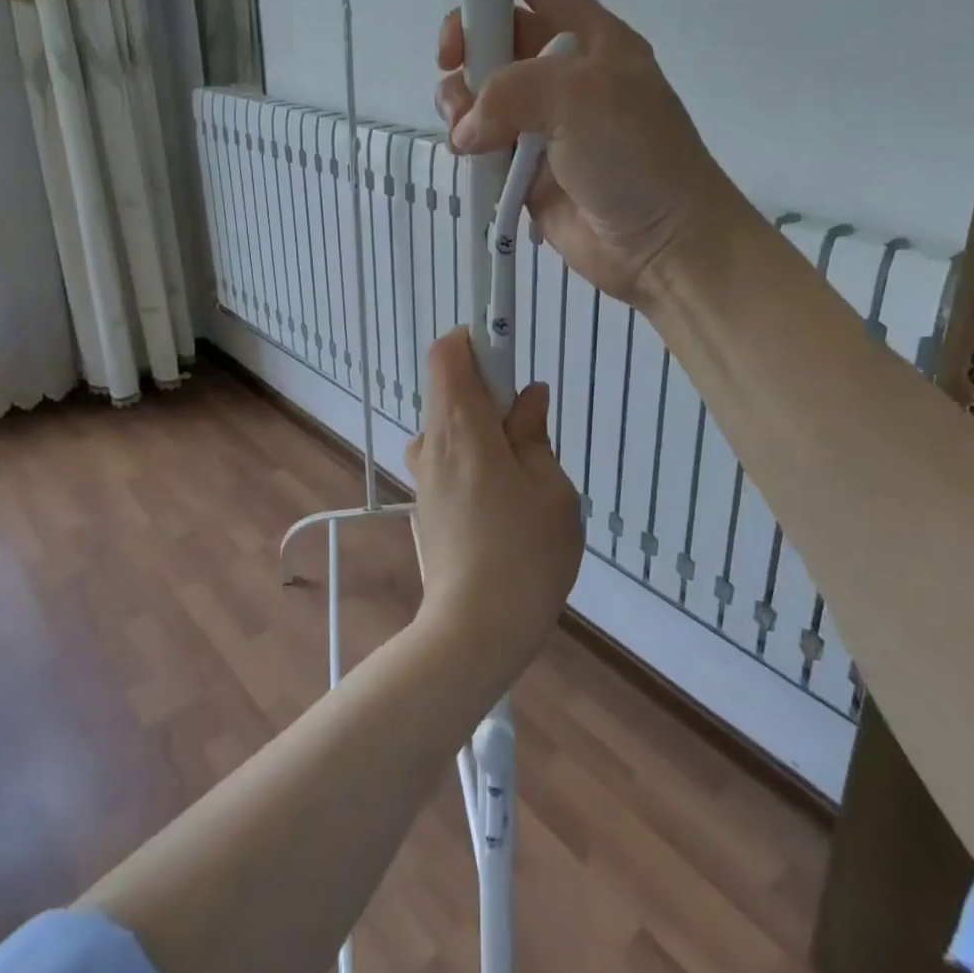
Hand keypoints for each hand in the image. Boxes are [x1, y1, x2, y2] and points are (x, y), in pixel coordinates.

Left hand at [404, 329, 581, 672]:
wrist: (474, 632)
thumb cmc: (524, 553)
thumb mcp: (550, 487)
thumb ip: (534, 433)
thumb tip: (528, 397)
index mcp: (461, 427)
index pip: (447, 353)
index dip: (475, 340)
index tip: (508, 355)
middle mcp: (432, 443)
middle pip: (450, 388)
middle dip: (490, 392)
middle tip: (530, 431)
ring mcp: (423, 476)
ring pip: (452, 427)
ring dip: (485, 431)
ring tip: (524, 477)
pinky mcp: (425, 505)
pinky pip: (450, 459)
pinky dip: (476, 460)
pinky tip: (505, 506)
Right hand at [436, 0, 738, 306]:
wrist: (662, 243)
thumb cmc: (637, 156)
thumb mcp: (582, 99)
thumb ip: (512, 92)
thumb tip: (467, 130)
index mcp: (587, 36)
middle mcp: (560, 73)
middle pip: (494, 34)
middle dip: (464, 43)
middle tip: (453, 64)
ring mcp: (541, 123)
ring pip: (478, 92)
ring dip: (459, 101)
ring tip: (466, 128)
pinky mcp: (525, 167)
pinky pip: (480, 143)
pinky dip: (466, 144)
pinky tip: (469, 154)